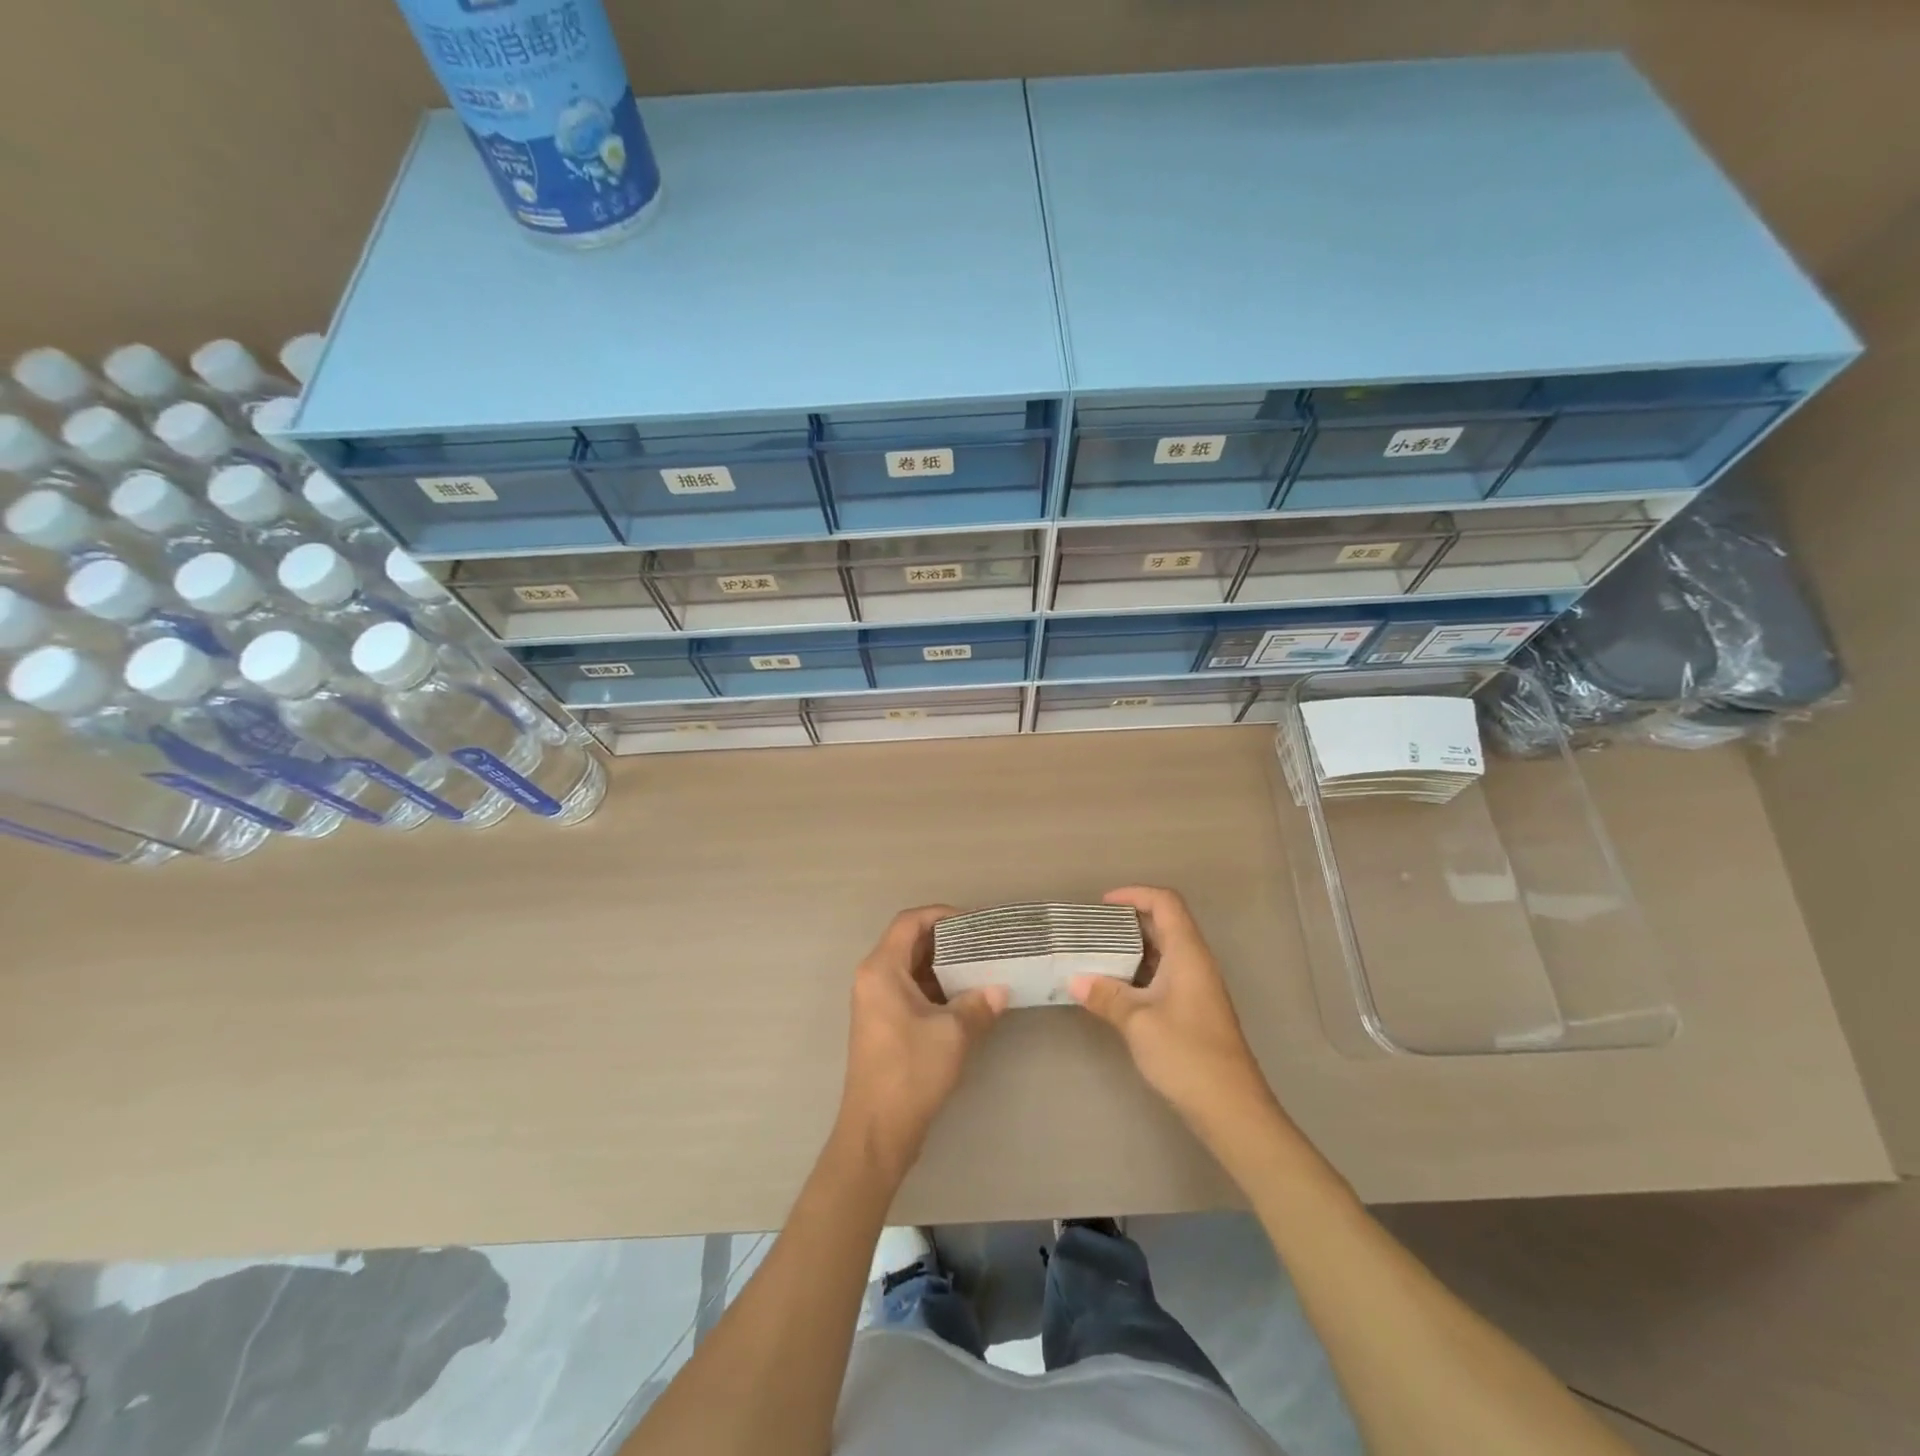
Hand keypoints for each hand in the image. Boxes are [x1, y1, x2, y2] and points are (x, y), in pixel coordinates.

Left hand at [834, 906, 1008, 1183]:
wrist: (877, 1131)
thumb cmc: (911, 1071)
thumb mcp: (953, 1034)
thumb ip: (979, 1004)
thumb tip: (1001, 989)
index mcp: (882, 969)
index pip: (909, 922)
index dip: (941, 914)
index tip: (974, 923)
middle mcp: (873, 978)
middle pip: (910, 942)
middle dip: (948, 941)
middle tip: (984, 945)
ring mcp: (875, 1002)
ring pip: (912, 968)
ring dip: (944, 966)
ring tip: (981, 969)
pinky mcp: (883, 1024)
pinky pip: (910, 990)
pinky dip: (936, 988)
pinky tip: (966, 999)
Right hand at [1070, 886, 1279, 1137]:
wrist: (1231, 1109)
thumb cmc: (1186, 1054)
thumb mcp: (1138, 1021)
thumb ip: (1105, 996)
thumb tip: (1073, 980)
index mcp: (1187, 954)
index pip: (1165, 903)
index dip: (1134, 894)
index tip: (1102, 905)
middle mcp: (1195, 963)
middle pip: (1164, 924)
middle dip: (1127, 921)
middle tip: (1091, 930)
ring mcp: (1197, 988)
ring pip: (1163, 952)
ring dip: (1131, 949)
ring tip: (1095, 956)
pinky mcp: (1194, 1011)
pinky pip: (1164, 976)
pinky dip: (1138, 973)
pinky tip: (1114, 990)